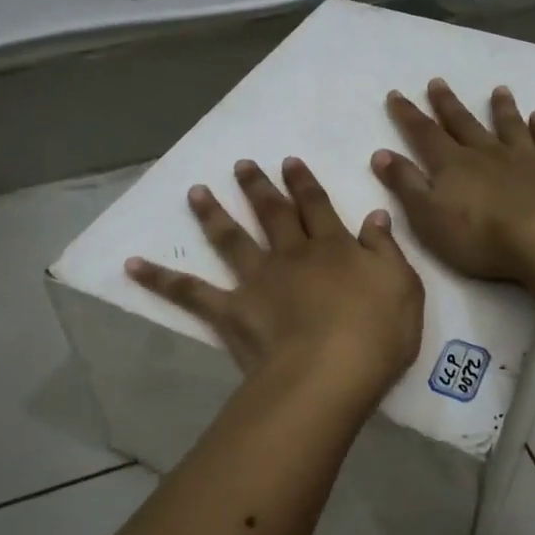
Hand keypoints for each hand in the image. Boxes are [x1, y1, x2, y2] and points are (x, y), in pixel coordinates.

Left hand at [128, 157, 423, 395]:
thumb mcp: (403, 287)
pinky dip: (159, 278)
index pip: (317, 206)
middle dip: (258, 187)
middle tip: (242, 164)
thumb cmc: (377, 334)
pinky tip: (132, 265)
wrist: (331, 373)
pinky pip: (190, 292)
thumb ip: (386, 249)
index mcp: (333, 248)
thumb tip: (375, 215)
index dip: (304, 183)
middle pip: (273, 213)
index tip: (289, 161)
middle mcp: (292, 255)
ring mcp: (258, 280)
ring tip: (196, 191)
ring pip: (232, 239)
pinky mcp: (231, 311)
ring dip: (213, 213)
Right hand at [373, 80, 534, 283]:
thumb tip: (381, 153)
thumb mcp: (428, 216)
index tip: (396, 94)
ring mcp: (526, 158)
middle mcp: (487, 153)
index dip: (408, 115)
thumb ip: (406, 183)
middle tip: (437, 82)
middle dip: (448, 104)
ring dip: (502, 108)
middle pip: (464, 123)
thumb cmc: (481, 237)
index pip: (425, 134)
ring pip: (510, 126)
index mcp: (453, 165)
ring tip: (498, 90)